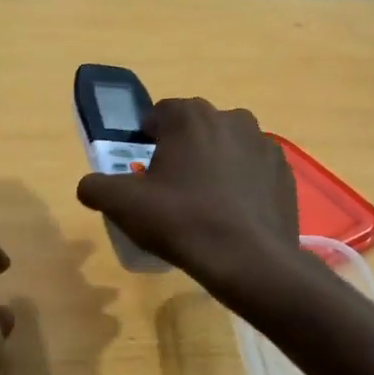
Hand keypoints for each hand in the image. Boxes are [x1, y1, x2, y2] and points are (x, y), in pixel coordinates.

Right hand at [76, 97, 300, 294]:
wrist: (248, 259)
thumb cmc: (181, 221)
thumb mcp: (123, 205)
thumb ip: (95, 187)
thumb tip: (89, 185)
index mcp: (189, 116)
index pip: (158, 115)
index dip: (146, 139)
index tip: (143, 171)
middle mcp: (230, 117)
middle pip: (194, 129)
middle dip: (181, 150)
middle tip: (170, 189)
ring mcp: (263, 143)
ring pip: (226, 147)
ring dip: (214, 164)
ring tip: (205, 203)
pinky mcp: (284, 170)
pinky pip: (253, 169)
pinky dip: (242, 183)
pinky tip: (233, 213)